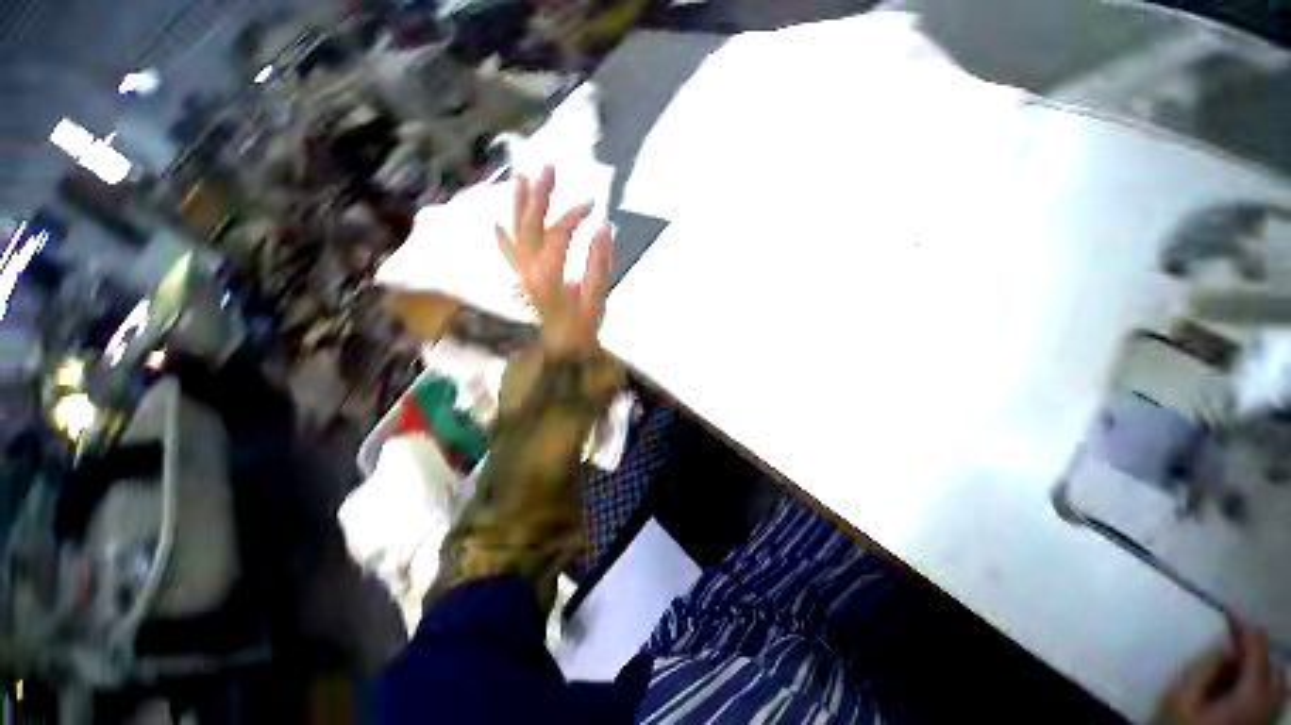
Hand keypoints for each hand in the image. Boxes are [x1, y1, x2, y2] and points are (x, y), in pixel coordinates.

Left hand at [495, 165, 613, 355]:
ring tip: (522, 177)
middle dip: (539, 195)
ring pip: (515, 233)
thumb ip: (600, 265)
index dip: (573, 216)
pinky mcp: (523, 279)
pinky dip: (503, 236)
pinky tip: (497, 221)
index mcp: (549, 276)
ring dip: (518, 206)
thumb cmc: (582, 328)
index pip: (558, 235)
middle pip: (529, 226)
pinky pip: (508, 253)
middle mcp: (530, 271)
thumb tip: (605, 229)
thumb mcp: (597, 300)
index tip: (593, 207)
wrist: (562, 350)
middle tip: (548, 167)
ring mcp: (522, 275)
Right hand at [1156, 620, 1284, 724]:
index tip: (1228, 609)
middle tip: (1231, 636)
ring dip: (1259, 665)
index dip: (1244, 625)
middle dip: (1254, 648)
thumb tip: (1224, 647)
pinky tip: (1241, 683)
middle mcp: (1270, 702)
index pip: (1257, 647)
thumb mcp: (1183, 698)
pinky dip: (1260, 681)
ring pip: (1276, 682)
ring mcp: (1268, 717)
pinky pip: (1271, 695)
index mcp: (1253, 692)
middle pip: (1272, 665)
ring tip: (1236, 658)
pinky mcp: (1263, 723)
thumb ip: (1206, 669)